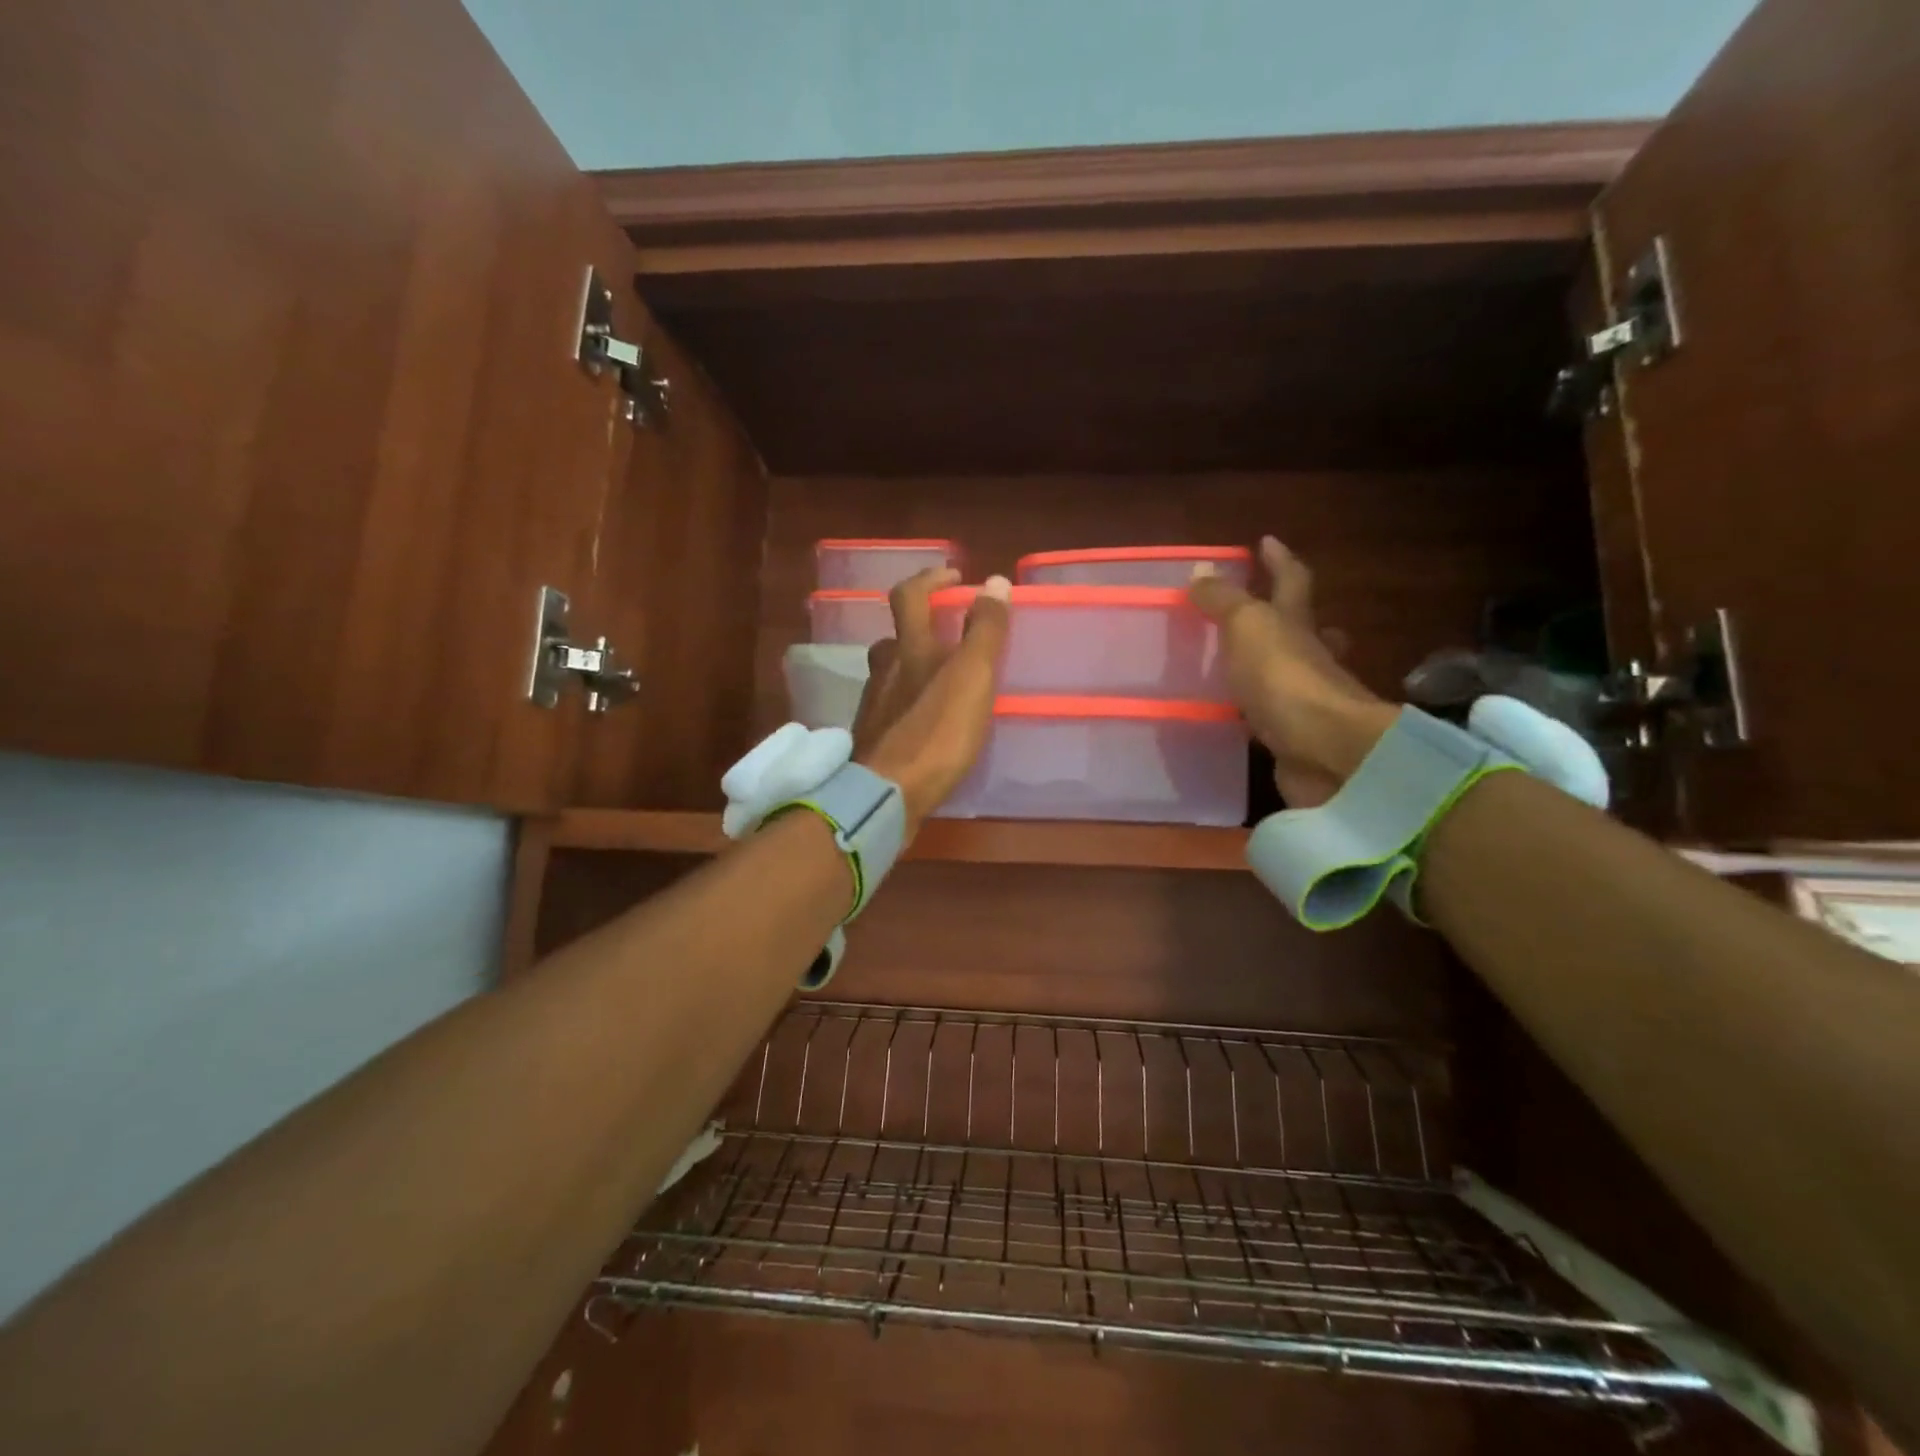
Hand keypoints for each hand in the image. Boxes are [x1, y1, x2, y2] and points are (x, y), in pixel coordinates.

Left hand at [852, 568, 1011, 834]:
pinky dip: (906, 707)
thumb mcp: (972, 678)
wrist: (885, 795)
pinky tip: (924, 725)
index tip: (954, 577)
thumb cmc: (934, 733)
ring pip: (888, 676)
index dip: (930, 579)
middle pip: (893, 638)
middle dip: (917, 630)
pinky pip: (889, 711)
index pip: (910, 596)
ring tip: (940, 684)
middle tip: (946, 639)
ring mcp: (873, 708)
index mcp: (909, 650)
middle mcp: (884, 672)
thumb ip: (985, 632)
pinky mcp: (872, 741)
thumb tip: (994, 581)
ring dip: (911, 670)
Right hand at [1187, 536, 1398, 808]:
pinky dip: (1256, 711)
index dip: (1278, 560)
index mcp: (1297, 624)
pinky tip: (1236, 715)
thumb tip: (1201, 571)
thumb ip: (1223, 601)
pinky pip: (1270, 716)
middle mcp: (1308, 658)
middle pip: (1302, 628)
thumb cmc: (1284, 678)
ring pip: (1288, 674)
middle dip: (1287, 616)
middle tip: (1264, 612)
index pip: (1290, 580)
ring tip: (1238, 667)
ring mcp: (1305, 700)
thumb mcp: (1248, 626)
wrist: (1324, 751)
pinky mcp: (1293, 737)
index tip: (1265, 541)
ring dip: (1270, 667)